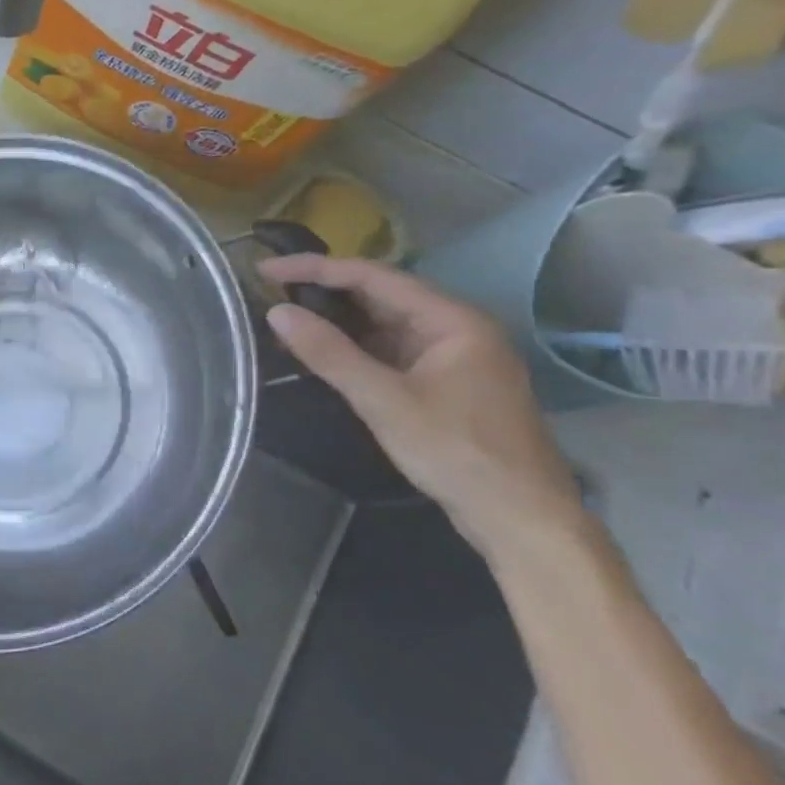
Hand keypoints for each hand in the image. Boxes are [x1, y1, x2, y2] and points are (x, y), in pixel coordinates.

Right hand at [258, 255, 584, 549]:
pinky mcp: (441, 382)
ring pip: (383, 323)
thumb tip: (276, 312)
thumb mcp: (383, 401)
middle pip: (380, 295)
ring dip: (336, 318)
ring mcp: (450, 357)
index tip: (266, 269)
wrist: (519, 515)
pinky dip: (351, 345)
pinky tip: (319, 350)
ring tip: (283, 315)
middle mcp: (455, 329)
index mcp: (453, 321)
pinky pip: (388, 349)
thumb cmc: (456, 452)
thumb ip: (329, 353)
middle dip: (324, 289)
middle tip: (268, 289)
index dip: (316, 268)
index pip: (374, 277)